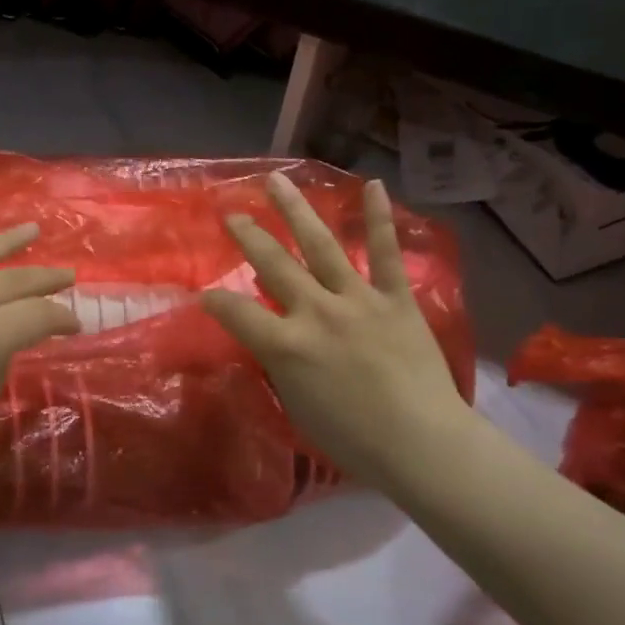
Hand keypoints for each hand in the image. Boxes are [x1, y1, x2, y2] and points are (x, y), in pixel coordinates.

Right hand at [202, 172, 468, 483]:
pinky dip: (379, 219)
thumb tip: (271, 336)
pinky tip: (372, 184)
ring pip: (321, 245)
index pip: (235, 311)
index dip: (213, 300)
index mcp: (286, 344)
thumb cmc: (352, 438)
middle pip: (274, 263)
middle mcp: (316, 311)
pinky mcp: (396, 298)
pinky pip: (386, 254)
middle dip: (248, 235)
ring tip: (277, 181)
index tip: (203, 294)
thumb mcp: (296, 405)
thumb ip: (280, 363)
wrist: (421, 444)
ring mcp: (358, 299)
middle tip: (231, 212)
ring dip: (296, 210)